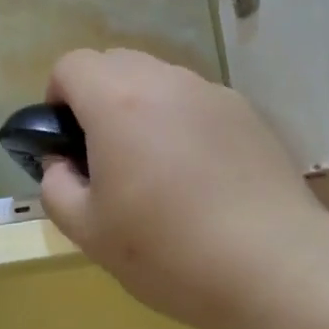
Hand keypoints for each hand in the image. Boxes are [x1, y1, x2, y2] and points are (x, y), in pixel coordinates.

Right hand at [38, 49, 328, 328]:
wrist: (272, 265)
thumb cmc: (167, 250)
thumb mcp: (89, 231)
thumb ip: (56, 186)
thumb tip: (61, 162)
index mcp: (118, 102)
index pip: (72, 65)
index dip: (57, 97)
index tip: (66, 140)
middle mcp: (167, 82)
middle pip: (117, 63)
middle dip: (98, 97)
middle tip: (106, 156)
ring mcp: (213, 94)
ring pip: (161, 81)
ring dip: (143, 108)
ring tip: (158, 170)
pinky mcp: (248, 114)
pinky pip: (198, 103)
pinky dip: (183, 122)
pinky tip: (200, 177)